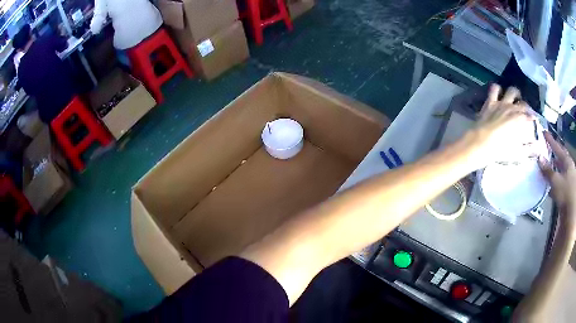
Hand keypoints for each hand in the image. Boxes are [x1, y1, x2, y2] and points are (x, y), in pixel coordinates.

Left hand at [466, 84, 534, 168]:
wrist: (479, 143)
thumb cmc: (498, 150)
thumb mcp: (516, 153)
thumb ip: (528, 150)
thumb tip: (537, 149)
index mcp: (519, 120)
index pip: (529, 116)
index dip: (532, 118)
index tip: (533, 121)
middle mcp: (512, 109)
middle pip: (522, 103)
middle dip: (526, 106)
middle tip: (525, 111)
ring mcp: (501, 103)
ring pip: (511, 91)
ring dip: (514, 94)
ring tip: (515, 98)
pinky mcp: (490, 101)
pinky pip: (494, 89)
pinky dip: (498, 89)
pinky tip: (499, 93)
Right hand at [538, 132, 575, 220]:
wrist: (571, 214)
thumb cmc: (565, 193)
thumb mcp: (556, 182)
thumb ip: (548, 171)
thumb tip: (539, 158)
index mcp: (567, 162)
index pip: (558, 148)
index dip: (551, 141)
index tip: (544, 132)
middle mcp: (569, 169)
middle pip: (562, 159)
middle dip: (555, 155)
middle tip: (548, 150)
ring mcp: (569, 181)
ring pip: (561, 171)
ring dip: (555, 170)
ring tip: (548, 168)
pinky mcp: (567, 192)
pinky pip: (560, 182)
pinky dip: (555, 182)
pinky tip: (551, 186)